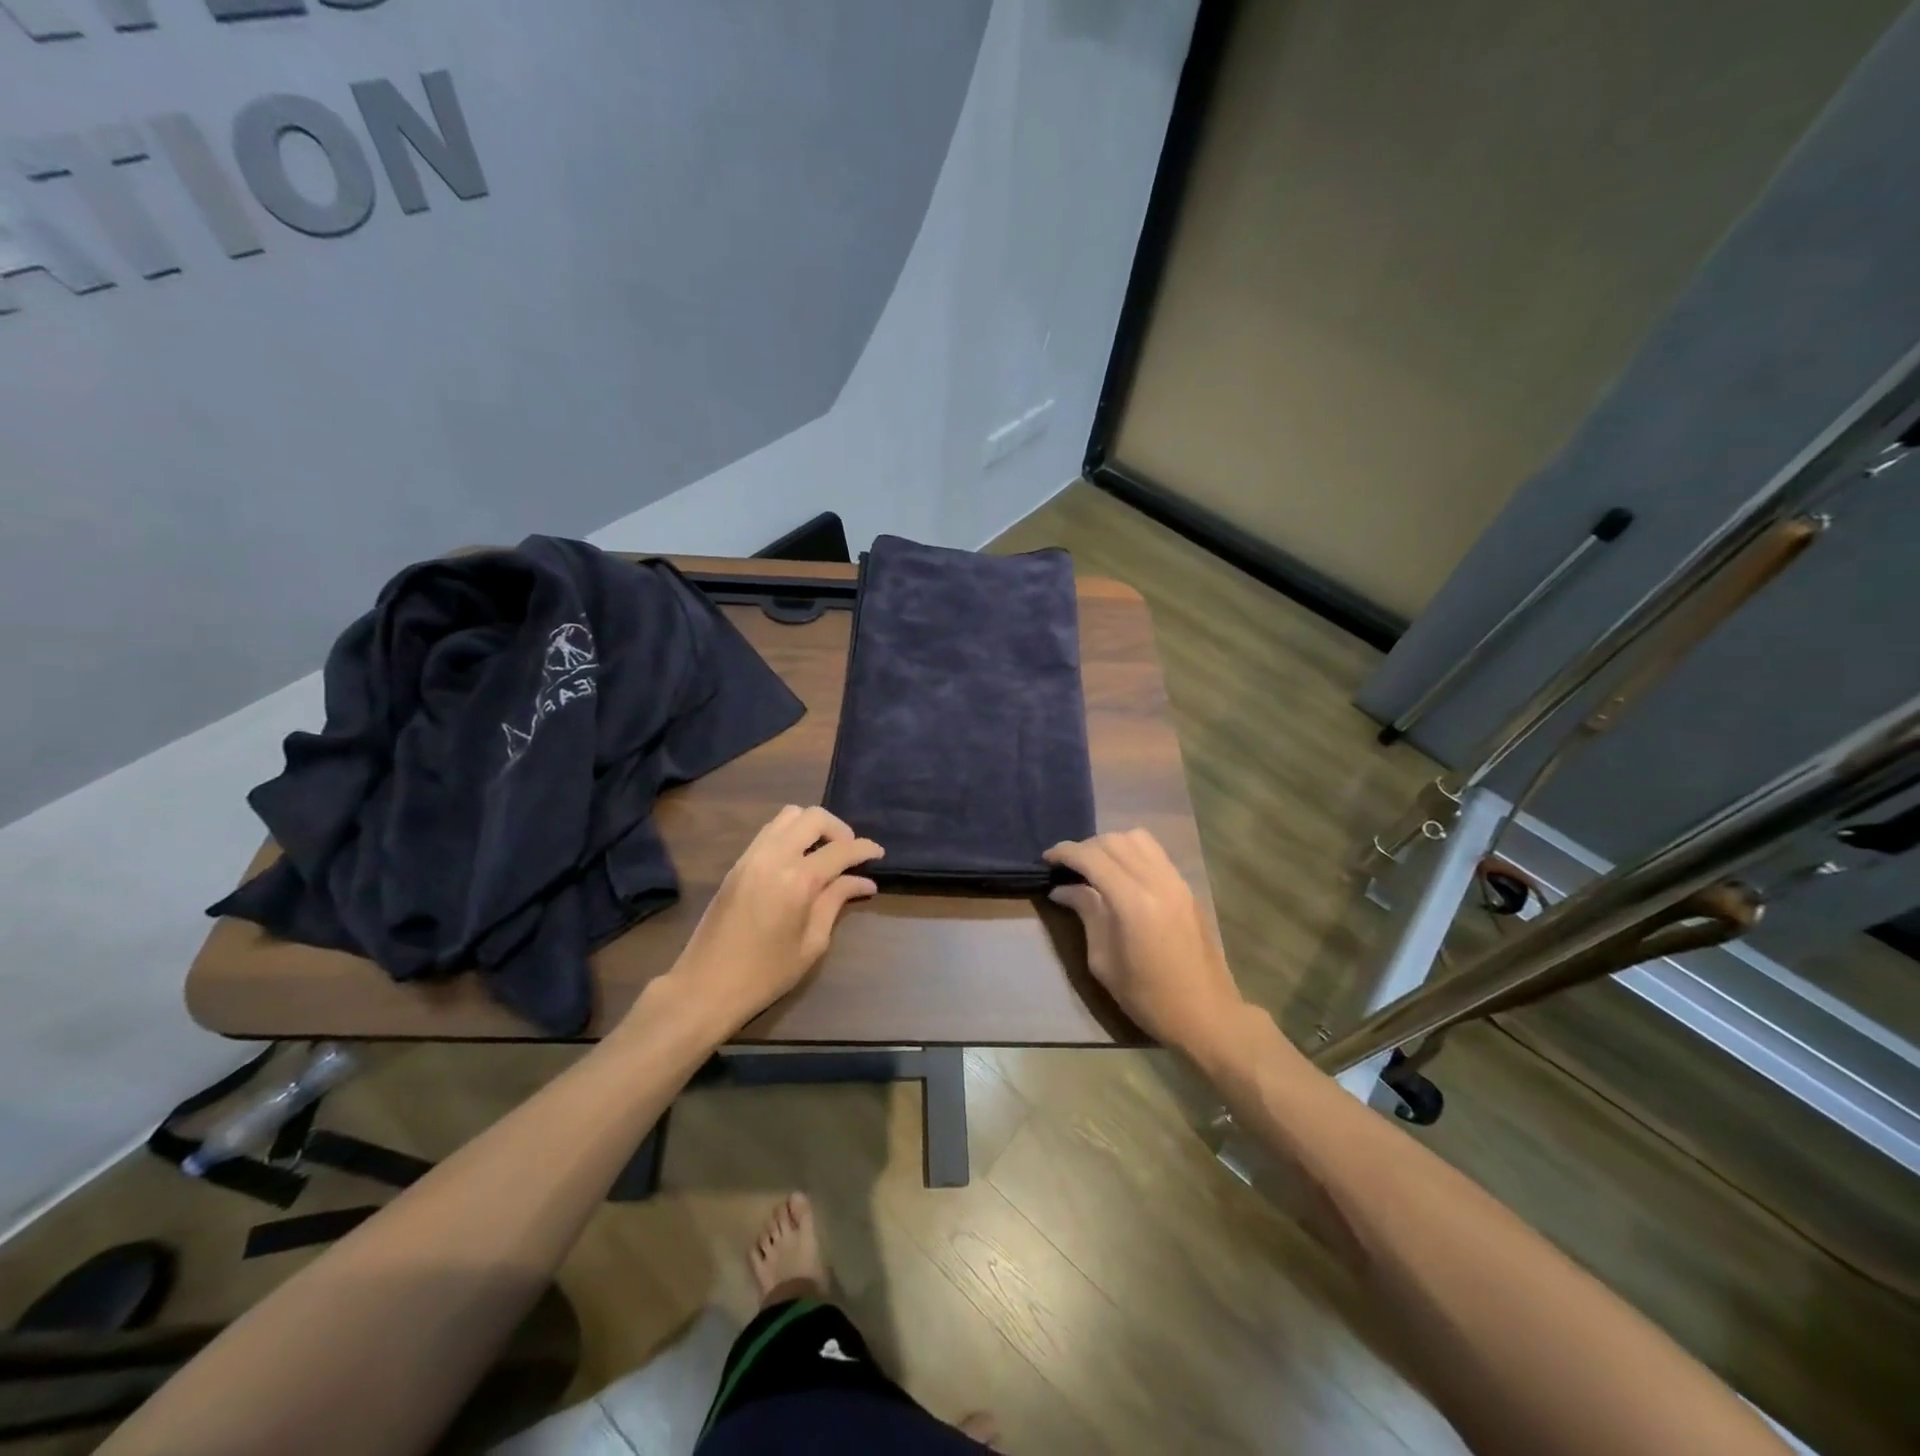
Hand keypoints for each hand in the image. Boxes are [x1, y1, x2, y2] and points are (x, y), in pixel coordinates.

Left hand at [666, 806, 881, 1034]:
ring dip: (812, 827)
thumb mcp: (812, 943)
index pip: (841, 849)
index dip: (865, 848)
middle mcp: (774, 857)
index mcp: (798, 880)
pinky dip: (791, 834)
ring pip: (788, 815)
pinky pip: (770, 831)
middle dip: (839, 829)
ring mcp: (751, 856)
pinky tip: (799, 860)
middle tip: (849, 854)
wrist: (704, 987)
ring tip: (824, 853)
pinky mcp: (737, 864)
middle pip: (813, 817)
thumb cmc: (765, 974)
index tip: (879, 854)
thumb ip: (836, 902)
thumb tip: (863, 882)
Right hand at [1044, 829, 1245, 1061]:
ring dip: (1110, 844)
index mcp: (1133, 902)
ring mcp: (1176, 881)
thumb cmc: (1149, 998)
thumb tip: (1063, 889)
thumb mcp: (1104, 962)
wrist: (1206, 1014)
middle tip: (1067, 867)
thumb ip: (1087, 914)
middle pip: (1114, 841)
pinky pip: (1155, 852)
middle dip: (1085, 847)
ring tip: (1095, 866)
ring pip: (1137, 838)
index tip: (1047, 858)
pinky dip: (1132, 851)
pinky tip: (1121, 873)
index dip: (1065, 852)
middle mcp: (1157, 881)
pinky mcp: (1186, 887)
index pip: (1092, 858)